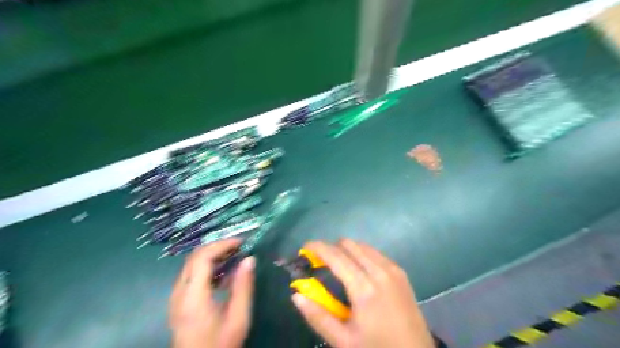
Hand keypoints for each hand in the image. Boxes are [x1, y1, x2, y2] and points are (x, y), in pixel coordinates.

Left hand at [169, 240, 254, 347]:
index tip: (242, 242)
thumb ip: (243, 286)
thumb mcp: (238, 318)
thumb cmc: (220, 344)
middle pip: (195, 257)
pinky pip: (192, 275)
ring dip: (213, 256)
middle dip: (218, 247)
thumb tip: (250, 259)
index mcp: (193, 296)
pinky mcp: (178, 301)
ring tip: (235, 257)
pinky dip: (208, 268)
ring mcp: (176, 297)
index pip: (203, 257)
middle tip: (239, 247)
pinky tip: (224, 275)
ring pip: (192, 264)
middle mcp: (179, 292)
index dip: (222, 245)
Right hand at [293, 240, 431, 347]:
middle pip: (349, 244)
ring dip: (347, 250)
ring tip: (339, 266)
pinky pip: (376, 253)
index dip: (318, 247)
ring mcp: (393, 269)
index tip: (305, 247)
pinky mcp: (400, 272)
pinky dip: (362, 254)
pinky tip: (359, 270)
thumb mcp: (343, 341)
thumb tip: (296, 296)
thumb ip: (318, 316)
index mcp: (364, 288)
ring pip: (363, 245)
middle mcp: (379, 271)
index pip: (336, 256)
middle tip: (321, 262)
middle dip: (332, 247)